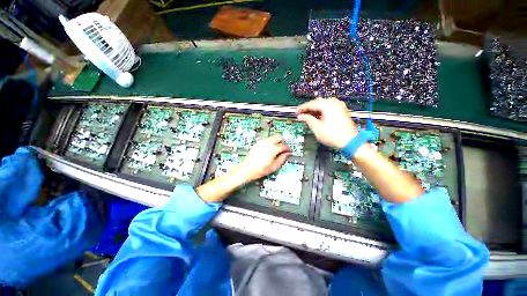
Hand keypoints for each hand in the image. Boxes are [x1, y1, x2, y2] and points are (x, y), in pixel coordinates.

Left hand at [236, 135, 290, 182]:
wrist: (247, 169)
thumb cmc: (260, 170)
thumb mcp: (274, 167)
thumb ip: (282, 159)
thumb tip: (287, 154)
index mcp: (273, 149)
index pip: (283, 146)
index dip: (287, 149)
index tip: (288, 152)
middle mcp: (268, 143)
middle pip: (278, 137)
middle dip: (282, 142)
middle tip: (283, 149)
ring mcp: (262, 142)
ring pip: (272, 137)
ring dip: (276, 141)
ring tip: (276, 149)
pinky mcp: (258, 143)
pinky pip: (267, 139)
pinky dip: (271, 142)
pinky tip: (269, 149)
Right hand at [297, 97, 357, 147]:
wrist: (350, 141)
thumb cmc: (335, 136)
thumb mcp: (317, 129)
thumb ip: (308, 120)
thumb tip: (302, 117)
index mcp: (328, 106)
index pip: (311, 104)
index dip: (302, 108)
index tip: (297, 111)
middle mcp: (334, 103)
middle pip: (317, 102)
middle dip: (308, 108)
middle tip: (301, 114)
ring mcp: (339, 106)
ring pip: (323, 104)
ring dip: (315, 109)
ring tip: (308, 116)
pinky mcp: (341, 111)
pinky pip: (329, 107)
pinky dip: (322, 110)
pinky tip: (317, 116)